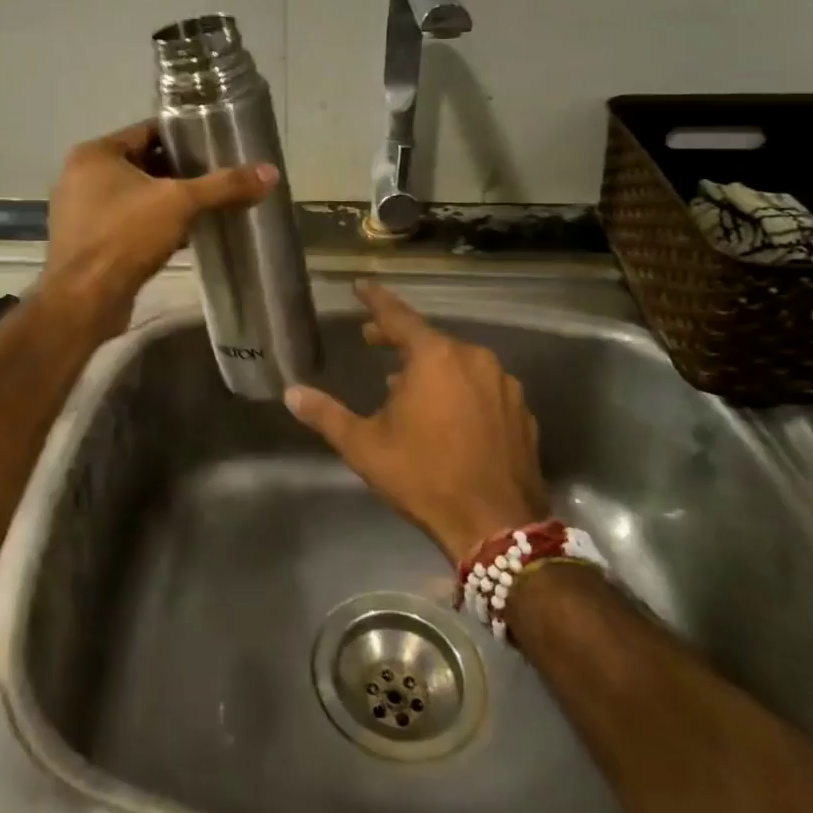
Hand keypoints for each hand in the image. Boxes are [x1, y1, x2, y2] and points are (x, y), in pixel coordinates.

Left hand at [44, 121, 277, 340]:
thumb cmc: (126, 237)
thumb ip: (224, 186)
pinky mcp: (88, 243)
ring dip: (167, 201)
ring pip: (135, 197)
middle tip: (218, 176)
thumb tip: (270, 173)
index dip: (183, 136)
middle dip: (179, 172)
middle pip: (142, 164)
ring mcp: (81, 212)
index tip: (215, 143)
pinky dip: (153, 225)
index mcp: (95, 154)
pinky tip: (185, 235)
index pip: (147, 131)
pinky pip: (128, 223)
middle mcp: (82, 177)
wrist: (85, 301)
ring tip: (207, 205)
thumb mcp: (180, 203)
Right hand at [285, 280, 545, 563]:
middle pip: (429, 338)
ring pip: (458, 362)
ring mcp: (504, 385)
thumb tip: (291, 393)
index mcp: (435, 357)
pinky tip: (446, 413)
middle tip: (372, 339)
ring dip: (430, 366)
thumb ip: (326, 414)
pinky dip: (459, 388)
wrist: (496, 526)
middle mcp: (474, 359)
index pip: (398, 316)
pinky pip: (482, 386)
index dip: (376, 300)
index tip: (361, 286)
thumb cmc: (424, 477)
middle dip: (398, 337)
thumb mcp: (364, 446)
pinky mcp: (521, 412)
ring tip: (404, 384)